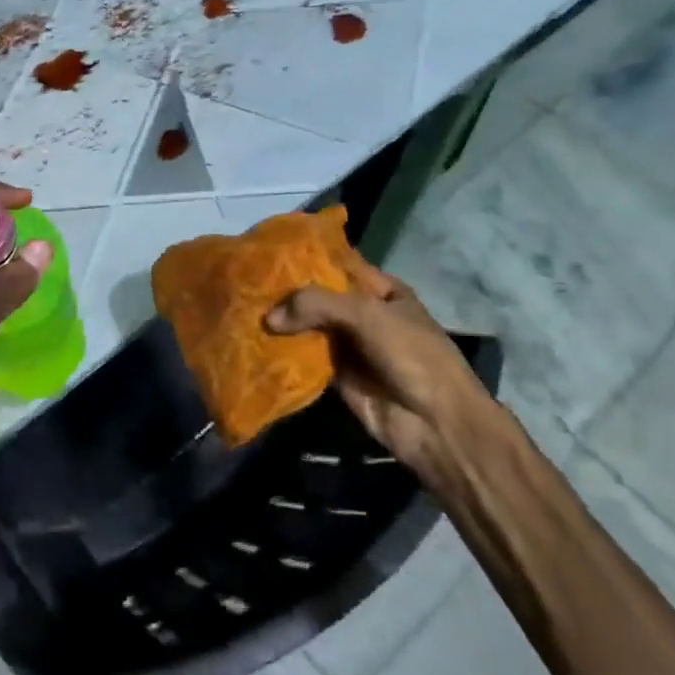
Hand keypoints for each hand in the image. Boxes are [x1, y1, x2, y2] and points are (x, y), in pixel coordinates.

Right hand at [264, 256, 494, 495]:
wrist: (435, 424)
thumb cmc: (412, 355)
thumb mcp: (367, 315)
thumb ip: (317, 304)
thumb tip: (268, 318)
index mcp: (379, 289)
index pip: (336, 263)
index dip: (304, 256)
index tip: (264, 250)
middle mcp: (361, 312)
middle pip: (316, 295)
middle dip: (284, 290)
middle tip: (242, 281)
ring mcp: (347, 344)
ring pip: (306, 326)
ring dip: (279, 322)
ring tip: (239, 308)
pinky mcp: (334, 374)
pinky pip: (303, 357)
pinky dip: (281, 351)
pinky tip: (251, 341)